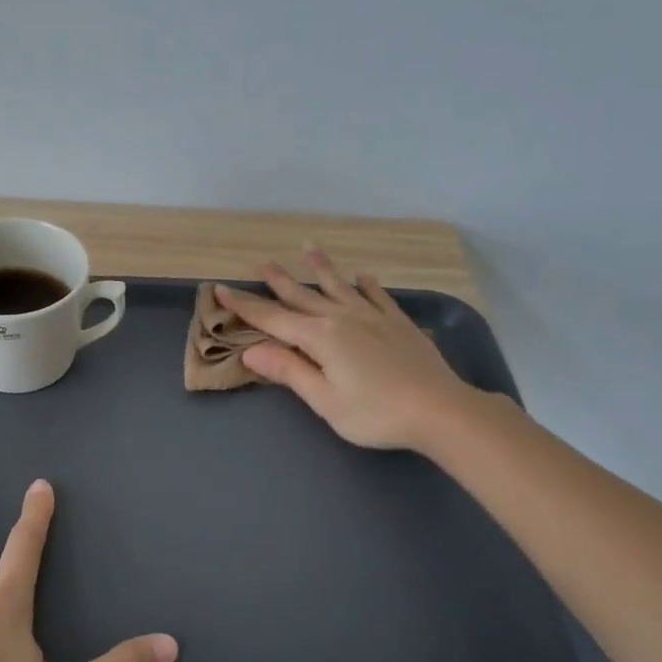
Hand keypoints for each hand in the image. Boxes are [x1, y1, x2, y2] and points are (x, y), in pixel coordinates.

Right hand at [213, 247, 485, 452]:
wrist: (439, 410)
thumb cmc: (375, 413)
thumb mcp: (324, 400)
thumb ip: (289, 371)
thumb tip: (251, 350)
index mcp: (320, 338)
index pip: (273, 319)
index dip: (245, 306)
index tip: (222, 289)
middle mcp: (343, 318)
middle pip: (303, 296)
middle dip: (279, 281)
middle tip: (262, 263)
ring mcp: (373, 317)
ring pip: (339, 287)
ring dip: (321, 269)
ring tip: (308, 248)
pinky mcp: (398, 323)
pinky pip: (377, 296)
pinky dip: (367, 285)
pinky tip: (363, 276)